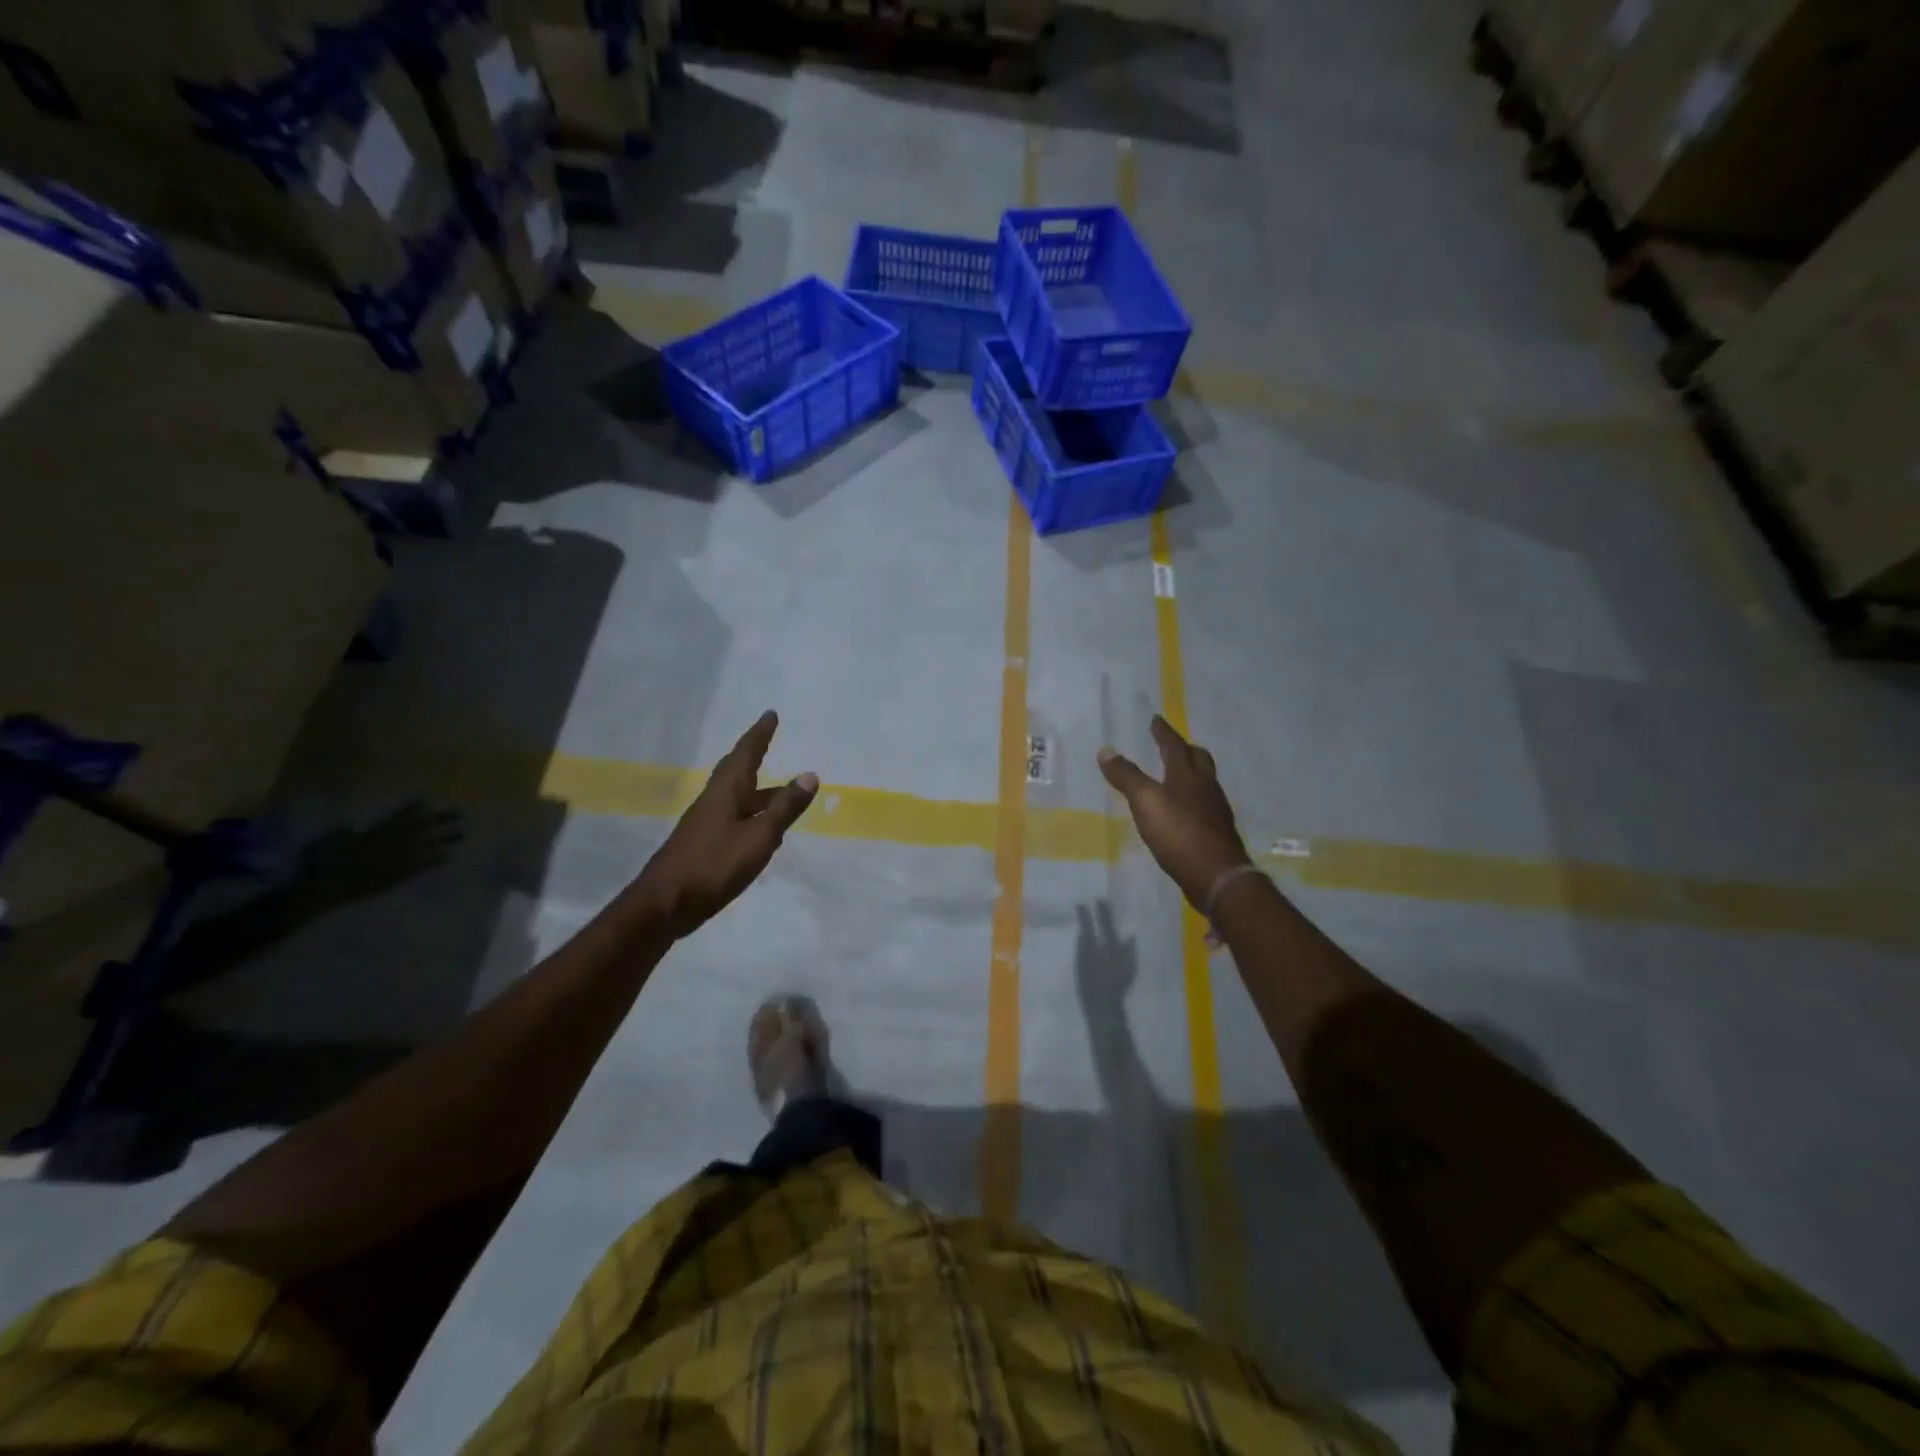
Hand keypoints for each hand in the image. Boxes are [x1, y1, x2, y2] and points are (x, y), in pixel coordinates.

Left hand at [632, 711, 817, 937]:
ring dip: (755, 787)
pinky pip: (731, 816)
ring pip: (734, 795)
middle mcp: (713, 801)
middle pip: (735, 770)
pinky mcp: (702, 844)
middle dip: (752, 753)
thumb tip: (809, 775)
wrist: (664, 904)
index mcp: (726, 792)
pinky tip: (759, 828)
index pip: (746, 754)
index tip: (771, 715)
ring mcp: (705, 823)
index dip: (760, 734)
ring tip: (779, 789)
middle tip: (766, 738)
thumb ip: (784, 808)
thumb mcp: (759, 836)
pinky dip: (749, 811)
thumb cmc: (714, 864)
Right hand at [1098, 715, 1252, 911]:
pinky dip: (1193, 799)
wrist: (1217, 875)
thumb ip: (1126, 776)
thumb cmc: (1179, 832)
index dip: (1163, 732)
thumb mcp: (1145, 802)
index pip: (1174, 746)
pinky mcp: (1217, 832)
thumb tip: (1106, 750)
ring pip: (1205, 782)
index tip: (1155, 719)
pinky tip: (1184, 810)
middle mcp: (1206, 787)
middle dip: (1185, 749)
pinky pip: (1205, 805)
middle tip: (1174, 744)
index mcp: (1187, 775)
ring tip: (1177, 775)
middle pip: (1199, 760)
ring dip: (1192, 774)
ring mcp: (1215, 810)